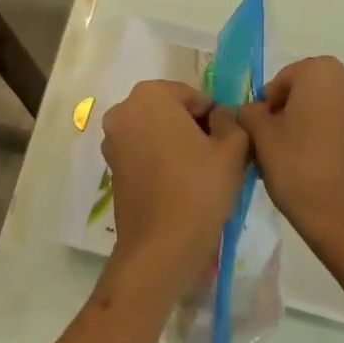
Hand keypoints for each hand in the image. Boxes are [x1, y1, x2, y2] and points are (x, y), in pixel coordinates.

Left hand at [101, 80, 249, 277]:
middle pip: (173, 111)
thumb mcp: (233, 147)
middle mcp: (124, 109)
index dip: (215, 120)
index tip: (225, 146)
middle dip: (194, 129)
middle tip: (215, 159)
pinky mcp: (111, 166)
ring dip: (178, 144)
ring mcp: (112, 139)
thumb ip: (231, 120)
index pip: (195, 98)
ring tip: (199, 175)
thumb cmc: (199, 189)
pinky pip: (144, 152)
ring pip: (158, 132)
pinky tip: (179, 185)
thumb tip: (220, 117)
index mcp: (151, 95)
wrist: (161, 248)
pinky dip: (161, 160)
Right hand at [237, 56, 343, 257]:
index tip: (260, 133)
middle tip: (274, 144)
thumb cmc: (297, 166)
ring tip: (295, 155)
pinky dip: (331, 133)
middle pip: (307, 90)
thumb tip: (253, 111)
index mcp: (320, 70)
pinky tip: (319, 161)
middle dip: (289, 111)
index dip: (267, 106)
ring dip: (310, 122)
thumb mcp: (260, 136)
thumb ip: (250, 113)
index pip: (282, 81)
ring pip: (328, 106)